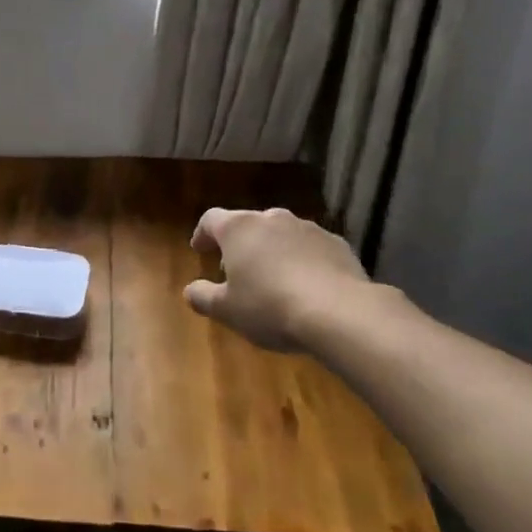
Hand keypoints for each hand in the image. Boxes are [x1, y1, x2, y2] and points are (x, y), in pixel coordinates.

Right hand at [185, 208, 376, 354]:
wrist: (340, 313)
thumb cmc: (270, 307)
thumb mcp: (226, 310)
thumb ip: (203, 297)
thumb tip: (190, 290)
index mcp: (238, 228)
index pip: (211, 219)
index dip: (202, 234)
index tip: (199, 249)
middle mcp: (271, 219)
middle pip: (248, 224)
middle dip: (240, 244)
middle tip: (236, 270)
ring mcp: (308, 228)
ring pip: (281, 234)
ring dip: (272, 250)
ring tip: (273, 279)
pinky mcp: (338, 244)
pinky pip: (311, 248)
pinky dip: (303, 260)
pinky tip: (307, 286)